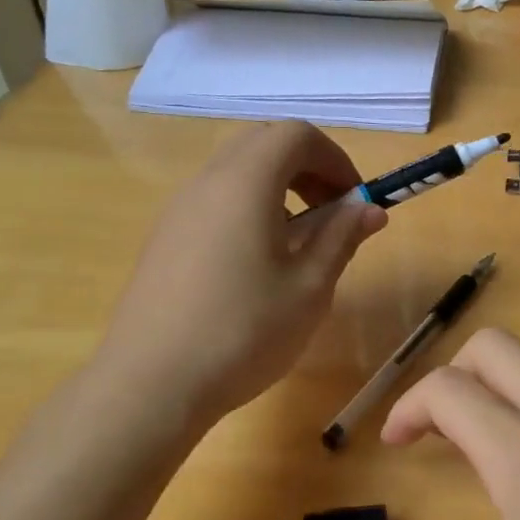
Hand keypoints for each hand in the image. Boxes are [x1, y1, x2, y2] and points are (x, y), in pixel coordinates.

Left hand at [92, 123, 386, 424]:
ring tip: (297, 243)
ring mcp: (178, 209)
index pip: (297, 134)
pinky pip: (214, 200)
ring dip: (277, 188)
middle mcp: (207, 182)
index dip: (336, 159)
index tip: (355, 201)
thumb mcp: (309, 287)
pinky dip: (248, 208)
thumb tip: (369, 210)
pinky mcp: (164, 238)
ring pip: (236, 171)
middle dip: (307, 167)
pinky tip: (256, 265)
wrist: (150, 385)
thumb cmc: (243, 332)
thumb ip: (341, 237)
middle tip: (330, 213)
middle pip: (263, 143)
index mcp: (246, 182)